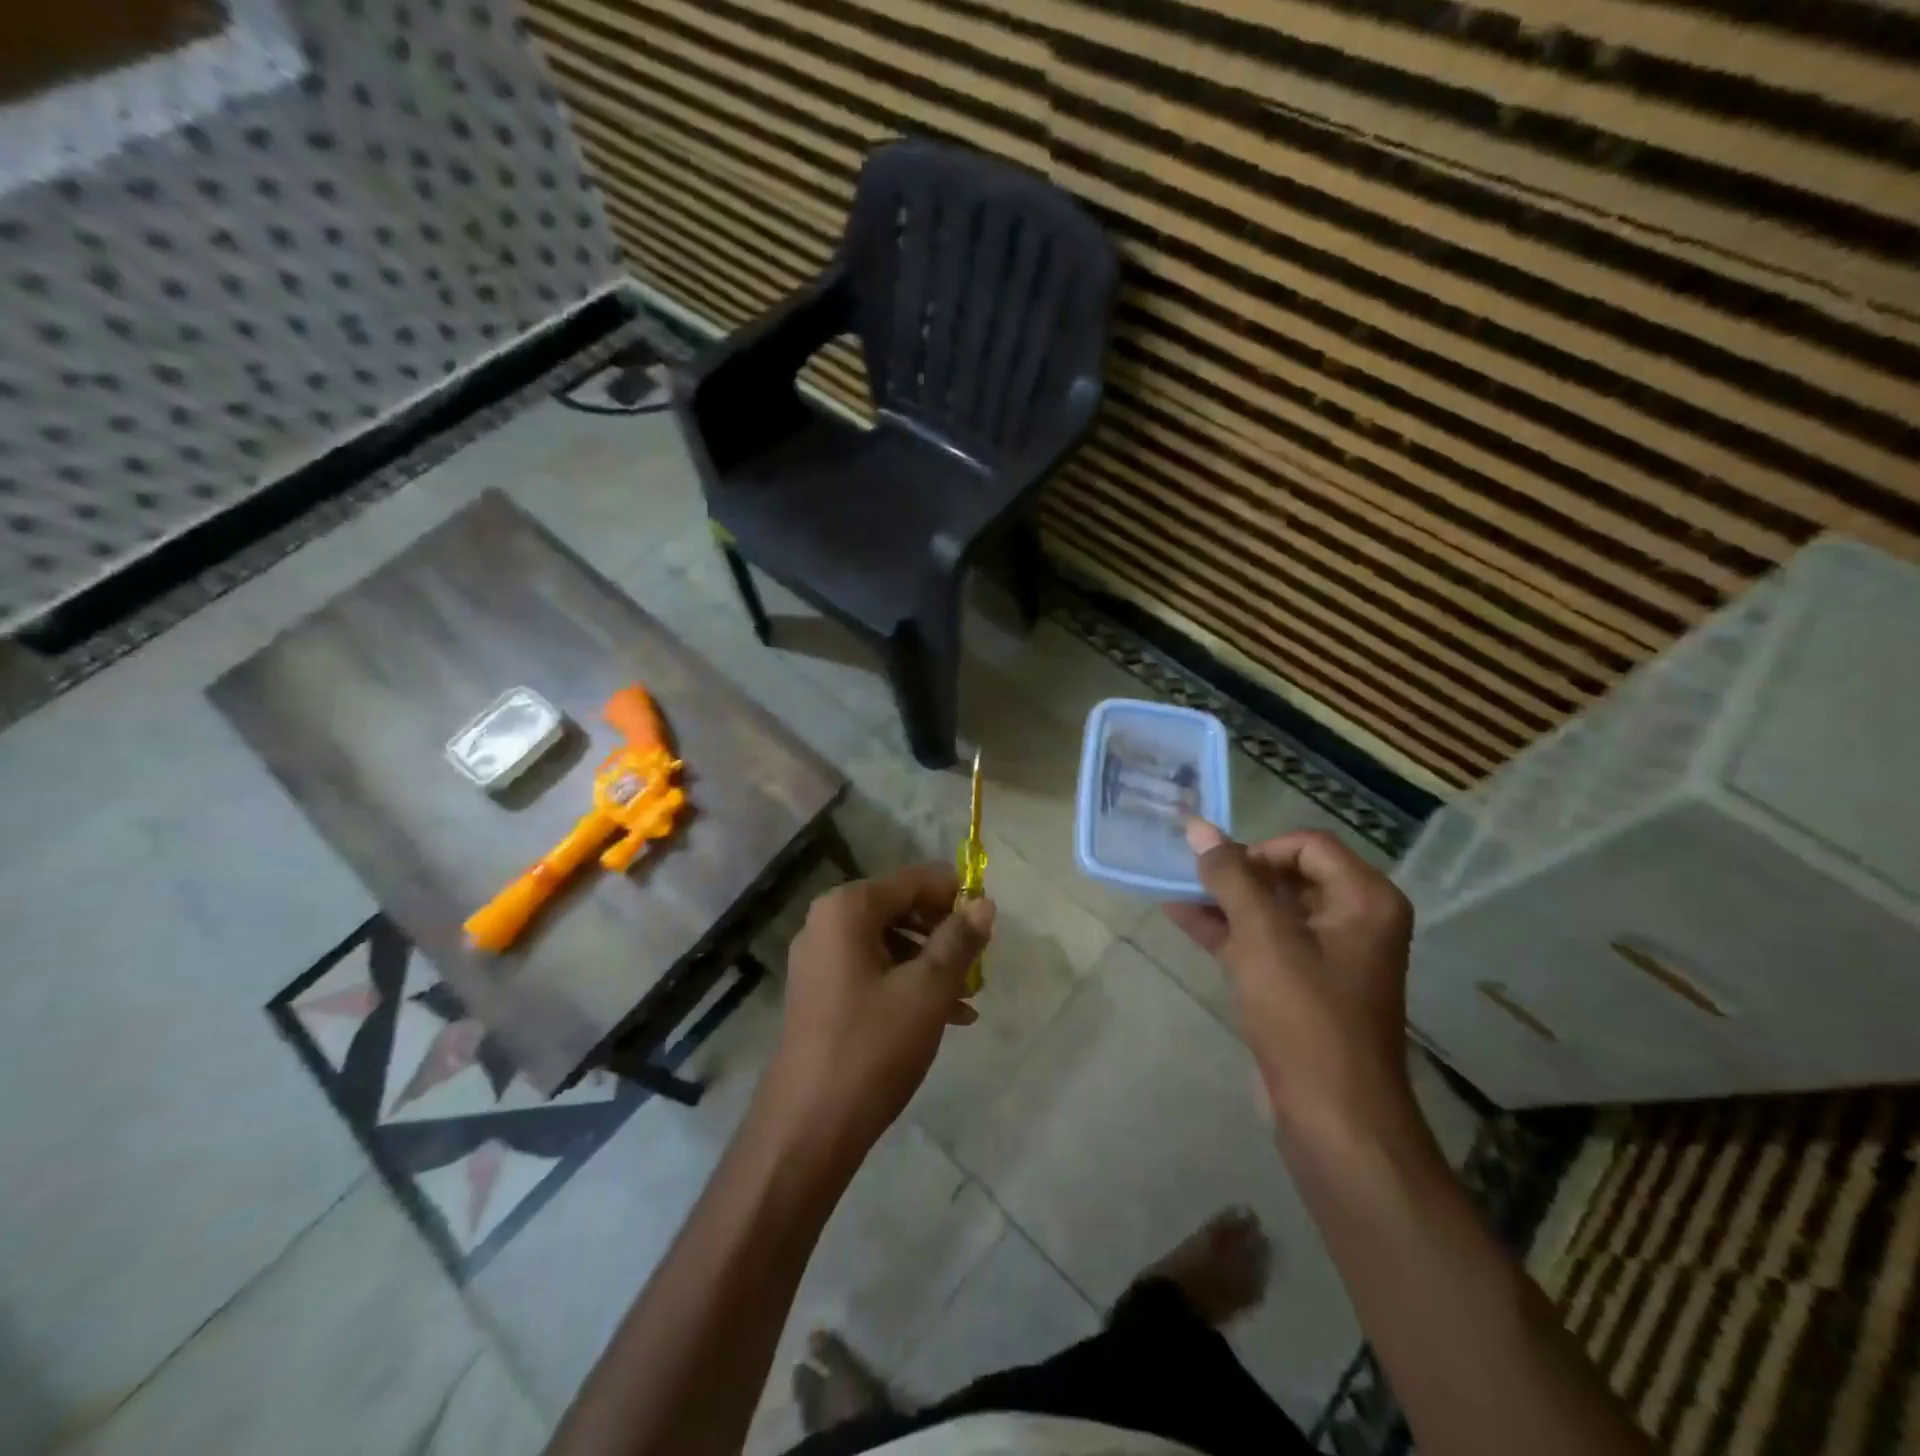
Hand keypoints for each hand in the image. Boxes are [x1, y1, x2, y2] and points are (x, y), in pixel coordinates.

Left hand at [761, 865, 995, 1167]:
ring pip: (889, 944)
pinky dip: (907, 985)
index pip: (913, 881)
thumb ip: (959, 940)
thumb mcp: (927, 990)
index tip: (989, 919)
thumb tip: (984, 903)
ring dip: (931, 964)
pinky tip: (945, 1017)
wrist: (807, 1128)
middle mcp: (826, 923)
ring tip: (969, 998)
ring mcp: (819, 960)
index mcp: (847, 909)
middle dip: (944, 933)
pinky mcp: (820, 994)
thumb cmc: (872, 1047)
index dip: (955, 894)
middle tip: (980, 962)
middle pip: (900, 909)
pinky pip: (872, 971)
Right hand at [1164, 822, 1416, 1147]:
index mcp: (1365, 899)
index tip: (1220, 872)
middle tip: (1189, 874)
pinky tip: (1180, 916)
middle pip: (1288, 874)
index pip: (1306, 845)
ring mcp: (1329, 955)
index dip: (1258, 849)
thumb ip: (1229, 876)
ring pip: (1271, 909)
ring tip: (1173, 888)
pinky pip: (1263, 941)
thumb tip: (1197, 826)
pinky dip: (1227, 929)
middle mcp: (1354, 920)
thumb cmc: (1304, 1015)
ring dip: (1224, 899)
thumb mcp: (1262, 937)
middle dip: (1235, 873)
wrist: (1331, 1116)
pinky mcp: (1303, 985)